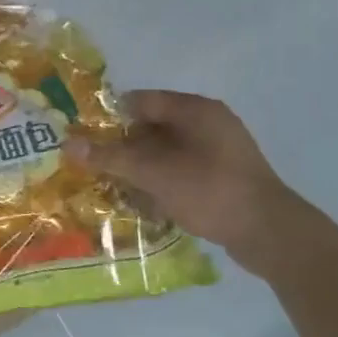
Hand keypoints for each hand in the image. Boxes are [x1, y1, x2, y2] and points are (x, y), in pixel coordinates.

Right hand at [66, 90, 301, 268]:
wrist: (270, 234)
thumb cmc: (209, 190)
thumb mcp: (153, 173)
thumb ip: (110, 157)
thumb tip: (67, 143)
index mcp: (196, 110)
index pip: (141, 101)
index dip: (109, 116)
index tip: (83, 136)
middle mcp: (208, 123)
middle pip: (151, 126)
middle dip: (121, 145)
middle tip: (92, 164)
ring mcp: (218, 151)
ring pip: (164, 151)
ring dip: (138, 167)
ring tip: (110, 184)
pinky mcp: (222, 177)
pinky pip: (180, 170)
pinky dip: (159, 180)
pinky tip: (141, 200)